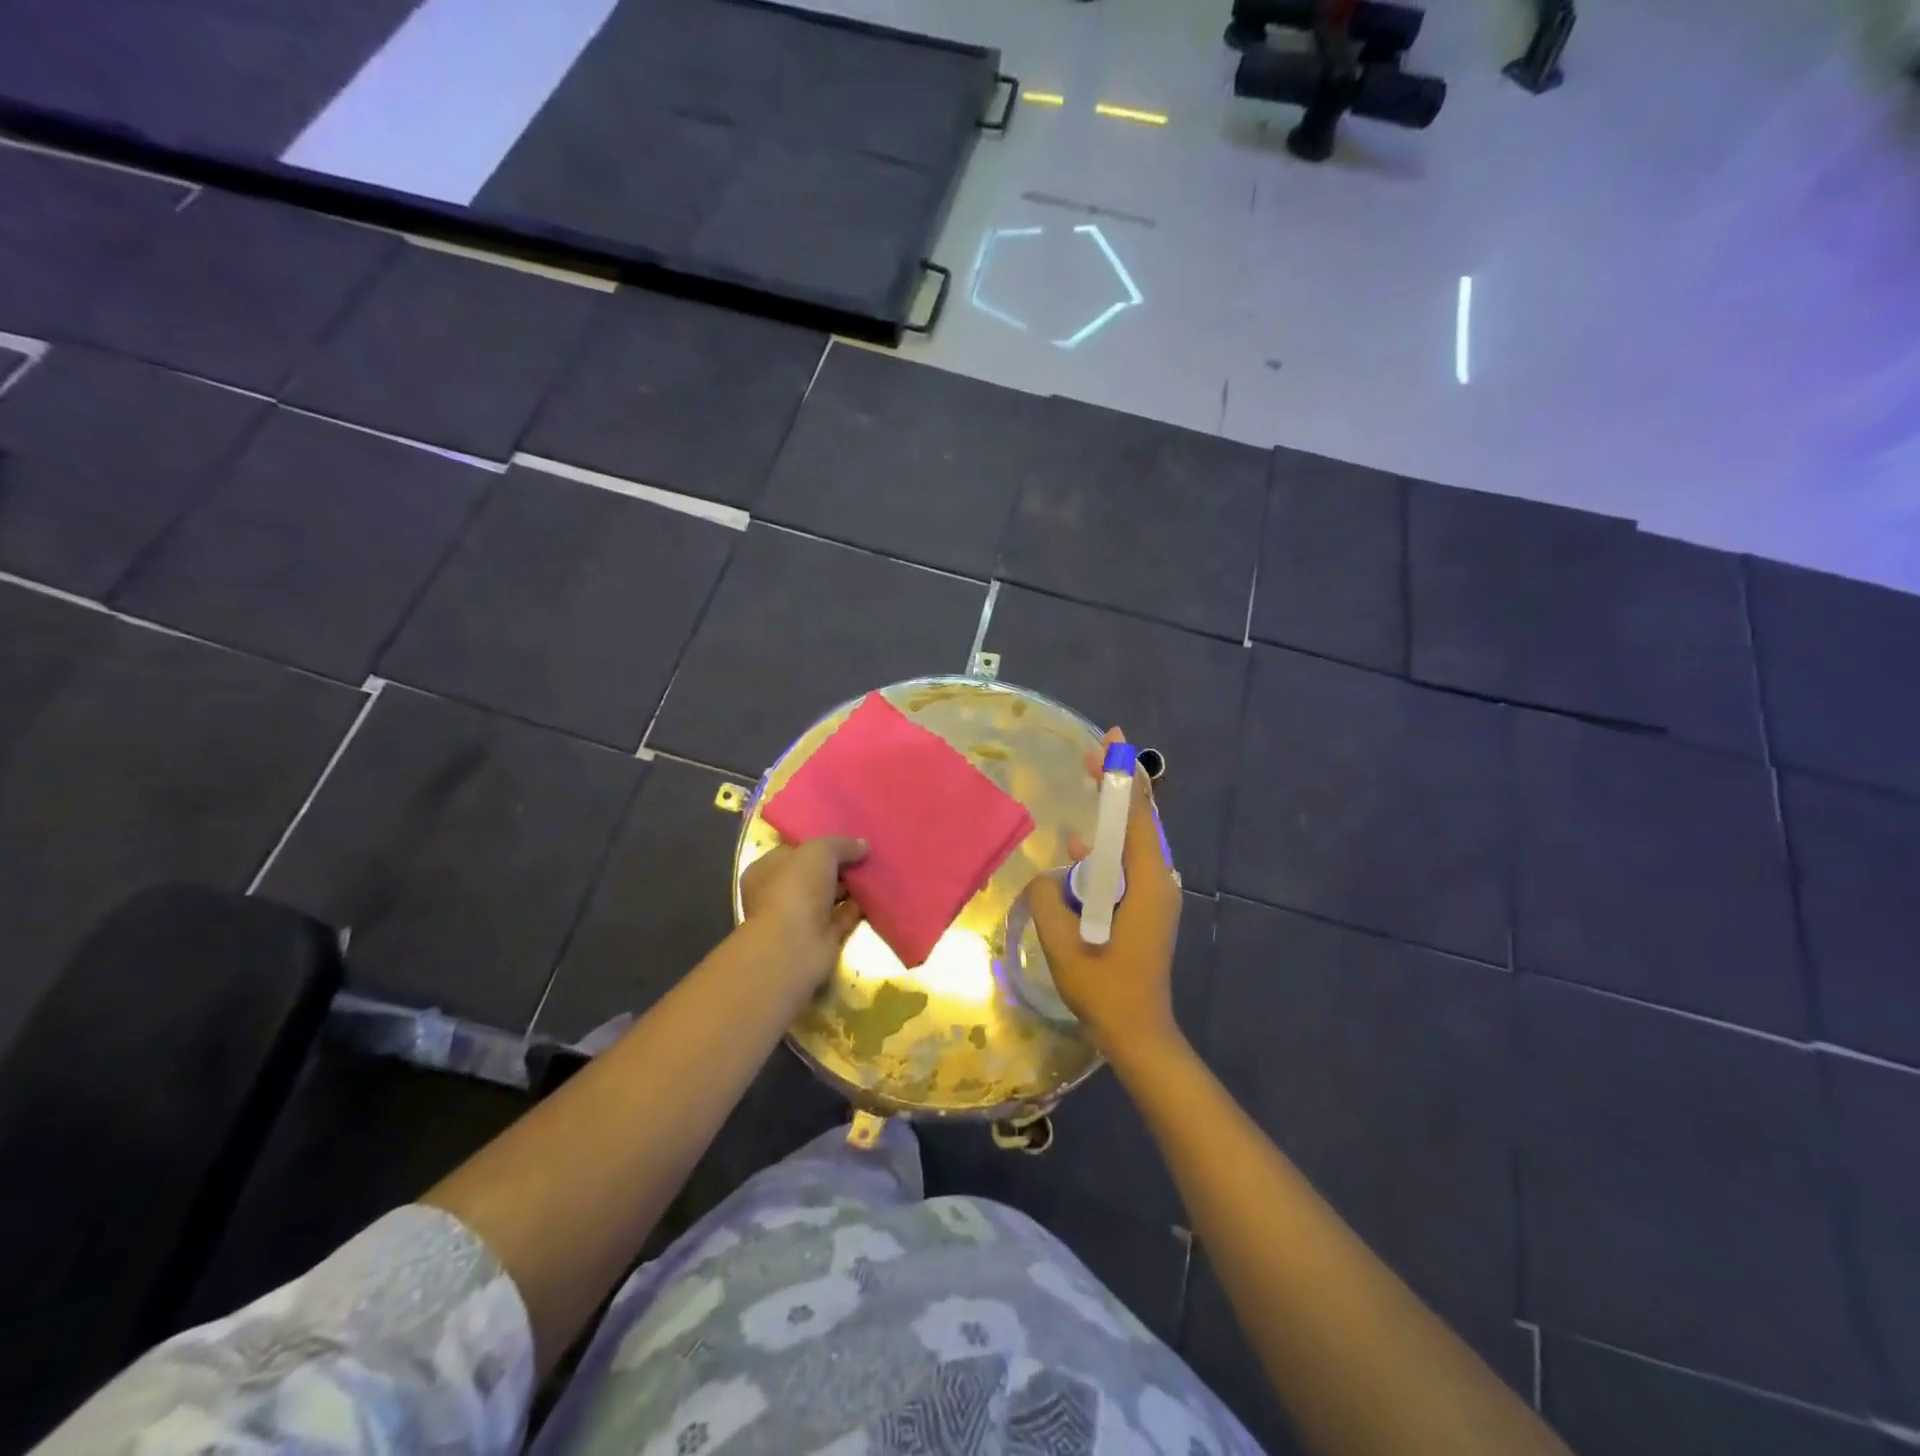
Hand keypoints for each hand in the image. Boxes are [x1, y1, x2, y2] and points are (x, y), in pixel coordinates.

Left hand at [740, 837, 867, 993]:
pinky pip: (844, 916)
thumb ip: (841, 844)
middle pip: (814, 874)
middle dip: (839, 865)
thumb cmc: (795, 888)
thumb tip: (862, 845)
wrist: (795, 946)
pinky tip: (878, 894)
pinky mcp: (822, 937)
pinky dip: (859, 907)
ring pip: (830, 896)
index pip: (793, 852)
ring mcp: (801, 918)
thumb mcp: (819, 851)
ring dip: (851, 886)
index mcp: (766, 870)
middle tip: (867, 853)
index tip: (846, 839)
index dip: (819, 844)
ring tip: (878, 870)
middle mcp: (781, 894)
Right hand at [1027, 729, 1183, 1061]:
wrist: (1139, 1035)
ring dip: (1112, 817)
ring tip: (1090, 790)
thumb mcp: (1063, 944)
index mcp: (1146, 884)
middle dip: (1119, 786)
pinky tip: (1080, 852)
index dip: (1124, 777)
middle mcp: (1158, 882)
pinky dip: (1107, 851)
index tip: (1111, 744)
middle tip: (1097, 755)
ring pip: (1133, 843)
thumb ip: (1046, 900)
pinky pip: (1126, 866)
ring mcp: (1154, 896)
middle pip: (1139, 822)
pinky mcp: (1146, 909)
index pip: (1136, 817)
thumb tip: (1044, 876)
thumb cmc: (1106, 990)